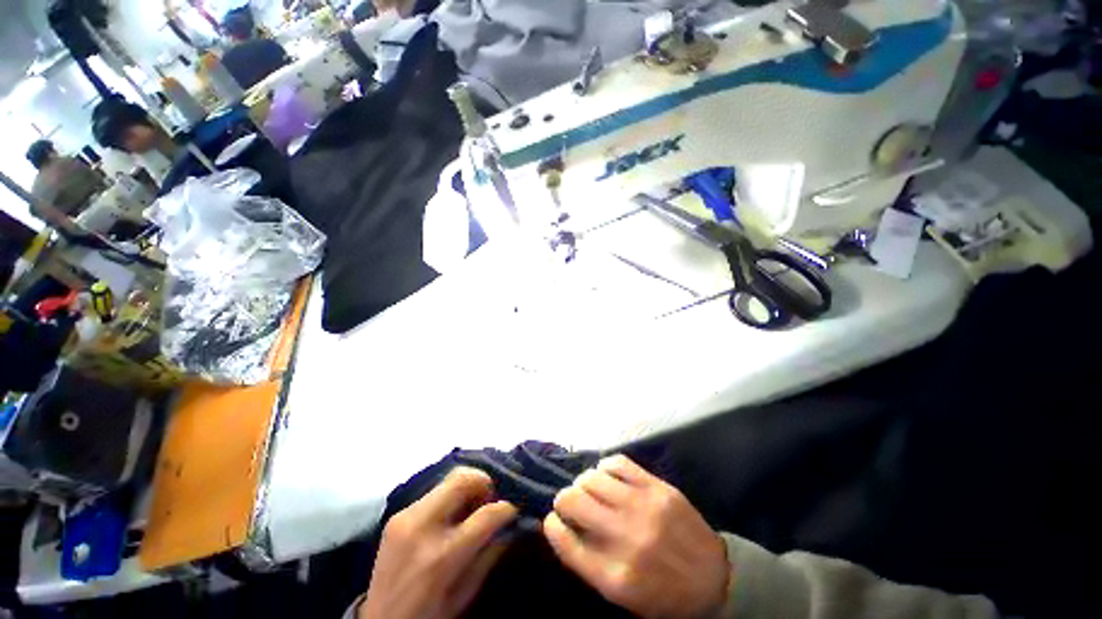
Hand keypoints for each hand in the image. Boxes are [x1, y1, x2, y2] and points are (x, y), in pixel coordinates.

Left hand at [360, 467, 517, 618]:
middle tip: (490, 499)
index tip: (513, 510)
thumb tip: (511, 525)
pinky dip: (450, 496)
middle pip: (463, 478)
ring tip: (471, 507)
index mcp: (442, 557)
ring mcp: (406, 516)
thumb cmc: (428, 615)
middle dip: (485, 483)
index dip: (506, 508)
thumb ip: (489, 555)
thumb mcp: (465, 594)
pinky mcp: (397, 514)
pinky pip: (434, 492)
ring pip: (449, 478)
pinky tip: (451, 514)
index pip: (486, 515)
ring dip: (467, 488)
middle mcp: (422, 527)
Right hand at [544, 455, 730, 618]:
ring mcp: (643, 507)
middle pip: (574, 501)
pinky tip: (606, 475)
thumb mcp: (622, 594)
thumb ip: (589, 562)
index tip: (552, 520)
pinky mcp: (657, 487)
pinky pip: (618, 462)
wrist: (714, 577)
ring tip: (589, 488)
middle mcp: (625, 538)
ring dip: (583, 482)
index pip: (566, 543)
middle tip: (570, 502)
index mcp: (614, 576)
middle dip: (564, 499)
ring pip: (592, 477)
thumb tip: (563, 526)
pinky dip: (605, 466)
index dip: (552, 526)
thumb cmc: (663, 592)